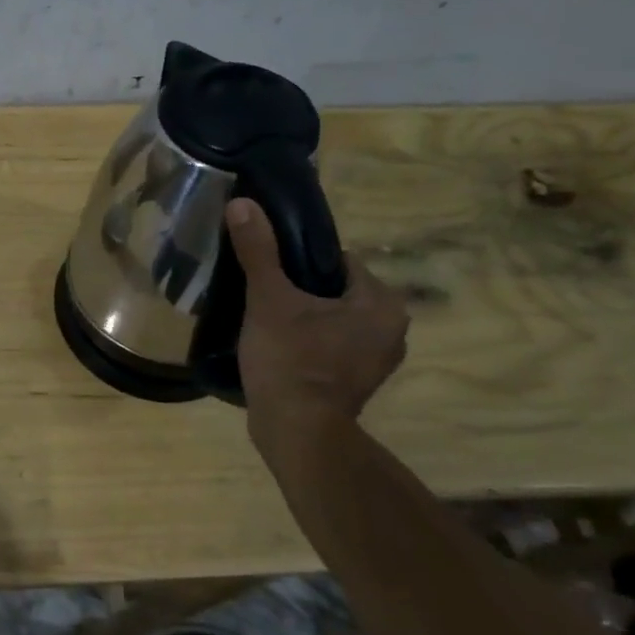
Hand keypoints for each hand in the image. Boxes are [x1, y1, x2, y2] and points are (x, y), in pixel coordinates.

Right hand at [226, 197, 408, 448]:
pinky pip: (331, 346)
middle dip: (301, 290)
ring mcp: (376, 360)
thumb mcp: (269, 299)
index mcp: (380, 302)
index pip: (339, 261)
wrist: (296, 431)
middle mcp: (391, 329)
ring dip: (304, 317)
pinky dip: (308, 342)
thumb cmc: (291, 359)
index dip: (300, 260)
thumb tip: (243, 203)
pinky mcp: (358, 383)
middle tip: (260, 293)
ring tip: (264, 319)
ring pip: (333, 320)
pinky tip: (277, 347)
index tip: (267, 268)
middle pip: (335, 291)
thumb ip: (259, 251)